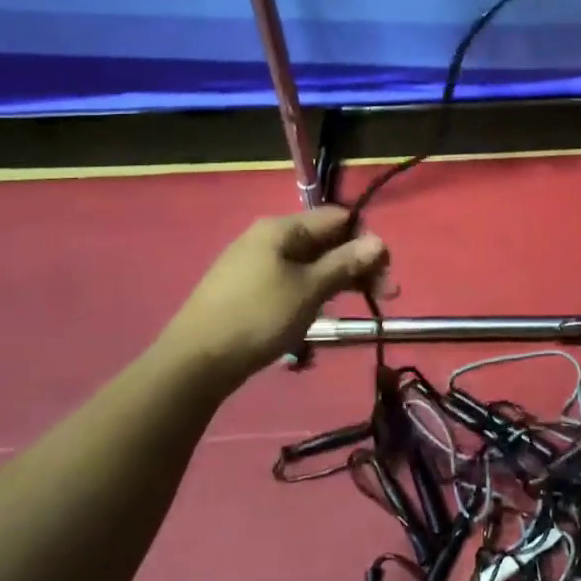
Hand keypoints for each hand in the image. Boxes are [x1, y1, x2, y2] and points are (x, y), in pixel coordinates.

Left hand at [156, 208, 387, 383]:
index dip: (366, 240)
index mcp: (281, 228)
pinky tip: (324, 311)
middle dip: (358, 264)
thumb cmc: (258, 317)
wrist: (194, 362)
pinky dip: (315, 290)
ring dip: (340, 279)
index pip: (337, 218)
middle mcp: (268, 237)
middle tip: (385, 295)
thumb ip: (345, 263)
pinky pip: (293, 279)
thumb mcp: (309, 290)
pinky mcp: (248, 288)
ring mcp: (255, 263)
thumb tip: (379, 241)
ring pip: (311, 263)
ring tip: (362, 305)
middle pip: (326, 240)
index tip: (385, 271)